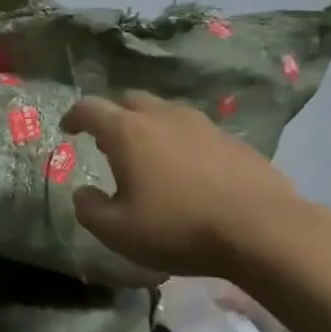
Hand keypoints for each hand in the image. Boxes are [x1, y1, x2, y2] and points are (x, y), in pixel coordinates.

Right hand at [61, 91, 309, 279]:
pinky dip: (181, 142)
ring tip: (148, 157)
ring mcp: (202, 125)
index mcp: (128, 133)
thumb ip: (89, 209)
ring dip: (149, 127)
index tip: (68, 129)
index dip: (74, 116)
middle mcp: (163, 117)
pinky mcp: (233, 140)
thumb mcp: (118, 231)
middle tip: (108, 142)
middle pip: (130, 100)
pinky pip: (195, 131)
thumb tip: (82, 193)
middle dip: (113, 115)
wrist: (263, 230)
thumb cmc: (179, 228)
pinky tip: (188, 172)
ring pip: (166, 112)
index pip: (90, 108)